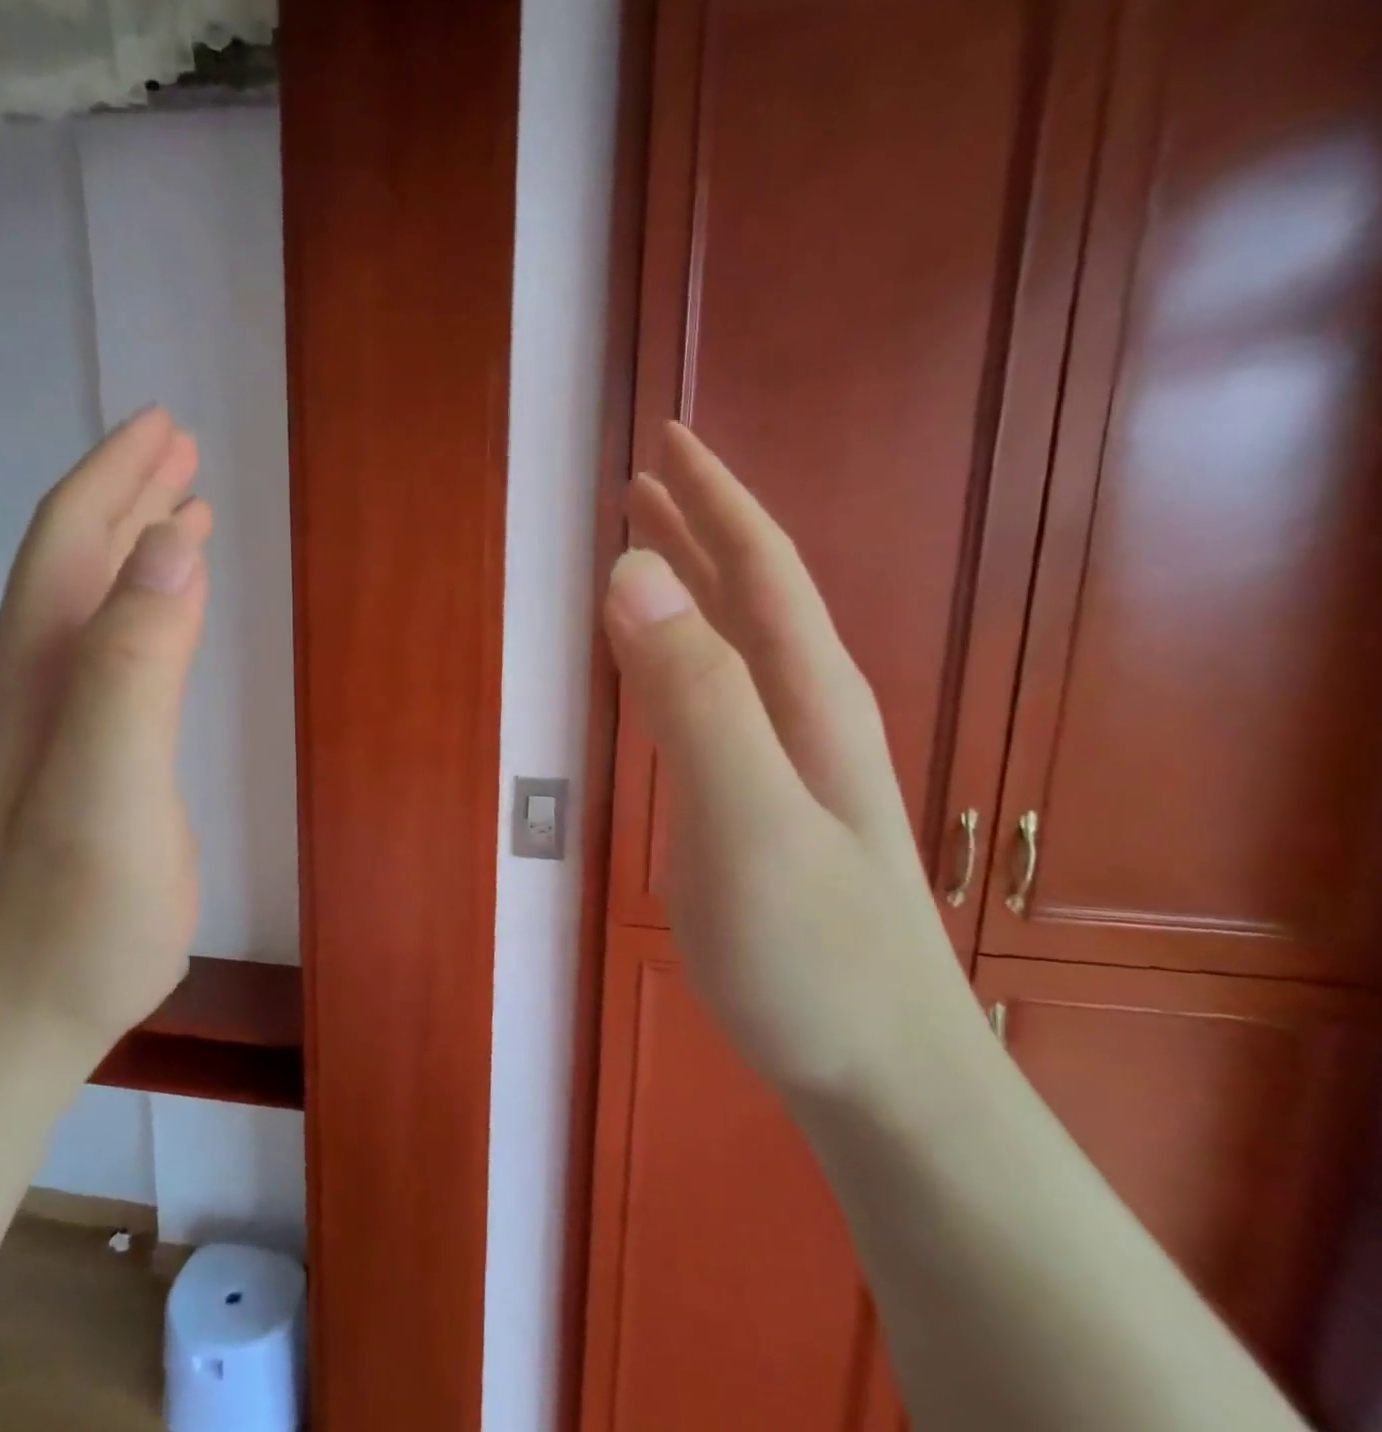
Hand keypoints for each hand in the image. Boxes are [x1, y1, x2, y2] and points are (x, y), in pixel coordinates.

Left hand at [0, 408, 211, 1069]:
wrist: (12, 1020)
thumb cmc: (72, 912)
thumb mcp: (110, 784)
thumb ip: (135, 663)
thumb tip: (173, 544)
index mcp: (35, 667)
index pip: (72, 539)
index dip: (118, 476)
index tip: (167, 426)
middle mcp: (28, 680)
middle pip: (75, 560)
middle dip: (127, 495)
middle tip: (180, 450)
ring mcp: (46, 724)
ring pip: (89, 605)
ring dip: (134, 549)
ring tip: (182, 514)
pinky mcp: (72, 762)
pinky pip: (106, 654)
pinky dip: (139, 611)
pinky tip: (163, 615)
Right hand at [603, 423, 983, 1103]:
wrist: (880, 1072)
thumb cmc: (814, 948)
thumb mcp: (747, 815)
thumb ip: (693, 695)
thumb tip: (633, 573)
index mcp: (808, 694)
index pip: (759, 565)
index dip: (712, 497)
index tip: (663, 441)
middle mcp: (802, 712)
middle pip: (748, 594)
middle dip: (697, 528)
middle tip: (639, 482)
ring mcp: (782, 762)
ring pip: (730, 647)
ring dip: (687, 590)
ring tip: (641, 554)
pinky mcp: (758, 806)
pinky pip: (712, 702)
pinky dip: (677, 659)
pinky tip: (659, 665)